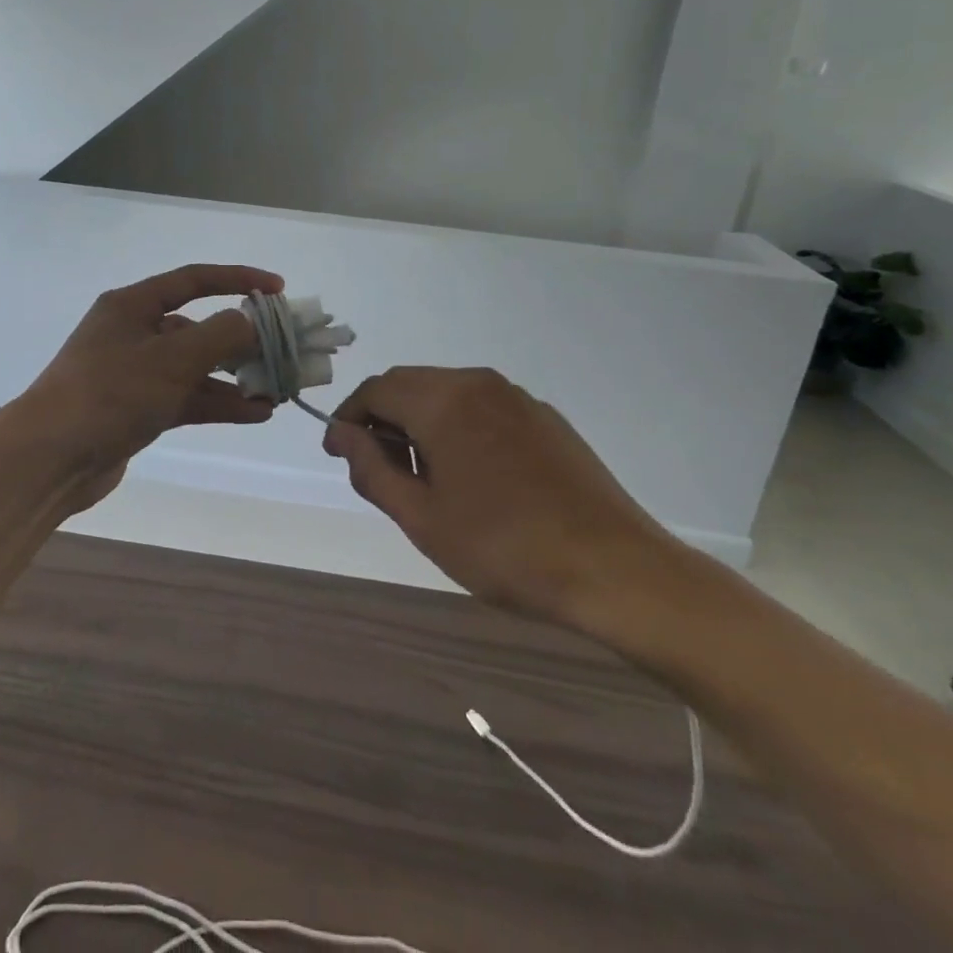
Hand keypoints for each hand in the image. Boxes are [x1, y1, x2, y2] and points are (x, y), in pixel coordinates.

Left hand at [14, 264, 283, 511]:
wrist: (50, 458)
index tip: (277, 289)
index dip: (238, 279)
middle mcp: (134, 332)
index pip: (193, 280)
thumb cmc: (110, 392)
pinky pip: (186, 398)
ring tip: (277, 389)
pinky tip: (255, 413)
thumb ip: (221, 334)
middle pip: (198, 327)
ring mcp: (135, 373)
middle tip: (282, 350)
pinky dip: (218, 403)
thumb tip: (251, 321)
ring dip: (234, 377)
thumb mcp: (172, 357)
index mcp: (133, 305)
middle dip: (241, 339)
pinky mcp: (138, 409)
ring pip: (195, 367)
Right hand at [322, 367, 685, 629]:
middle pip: (410, 385)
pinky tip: (471, 474)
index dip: (348, 418)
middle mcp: (477, 383)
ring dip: (420, 421)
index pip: (376, 390)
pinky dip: (457, 426)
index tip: (338, 454)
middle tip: (376, 468)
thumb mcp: (422, 518)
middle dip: (383, 418)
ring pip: (446, 393)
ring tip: (422, 476)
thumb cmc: (504, 548)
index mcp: (442, 400)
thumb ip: (372, 470)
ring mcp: (516, 397)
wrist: (615, 569)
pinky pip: (482, 407)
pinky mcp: (544, 417)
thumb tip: (343, 436)